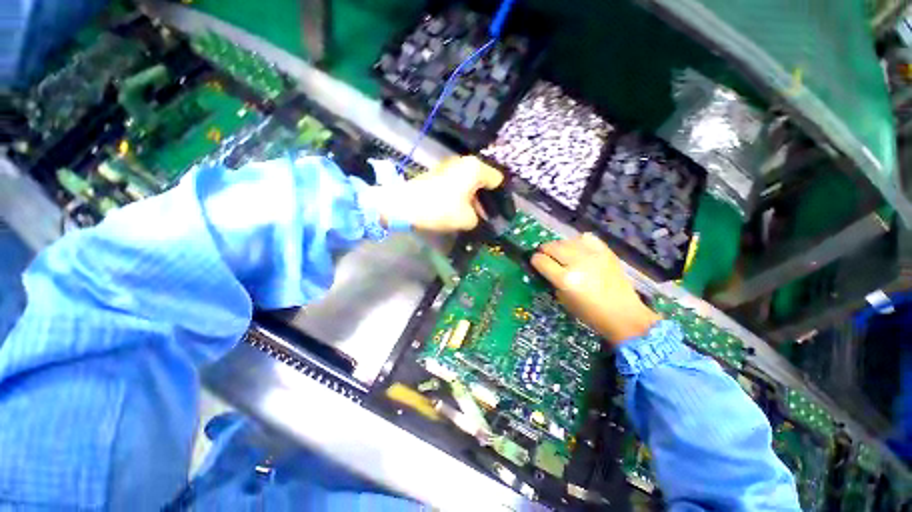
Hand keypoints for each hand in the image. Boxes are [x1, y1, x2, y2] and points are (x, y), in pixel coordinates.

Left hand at [370, 157, 503, 231]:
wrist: (405, 205)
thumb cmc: (441, 209)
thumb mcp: (466, 219)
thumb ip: (478, 218)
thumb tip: (474, 217)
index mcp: (475, 169)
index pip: (497, 180)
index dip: (500, 197)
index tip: (498, 212)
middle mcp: (463, 162)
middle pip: (482, 180)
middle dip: (485, 198)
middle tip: (485, 216)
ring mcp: (448, 166)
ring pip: (468, 181)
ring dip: (472, 197)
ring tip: (471, 214)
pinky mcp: (437, 173)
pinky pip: (456, 182)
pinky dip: (459, 194)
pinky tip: (457, 208)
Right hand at [531, 233, 660, 344]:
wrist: (624, 314)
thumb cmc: (591, 314)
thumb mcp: (564, 301)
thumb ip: (553, 281)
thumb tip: (546, 268)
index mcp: (565, 279)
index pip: (541, 260)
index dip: (535, 260)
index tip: (535, 262)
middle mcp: (577, 263)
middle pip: (552, 246)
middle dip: (544, 250)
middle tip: (545, 256)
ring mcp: (592, 255)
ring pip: (566, 240)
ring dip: (559, 246)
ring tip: (561, 253)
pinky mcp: (605, 251)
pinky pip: (586, 238)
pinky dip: (578, 241)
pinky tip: (578, 249)